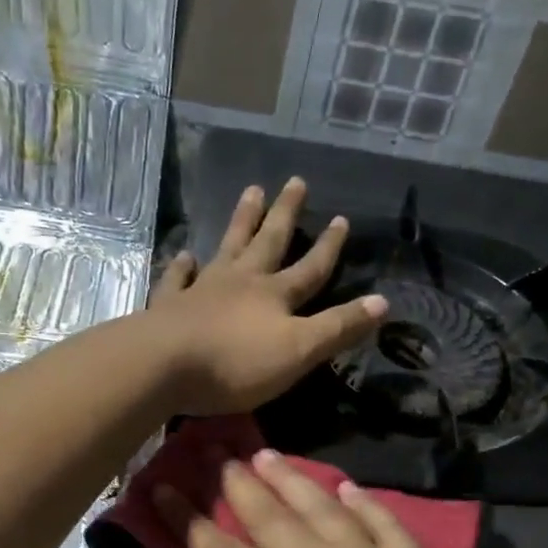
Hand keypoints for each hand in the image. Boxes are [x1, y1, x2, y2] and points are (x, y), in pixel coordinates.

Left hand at [148, 179, 386, 415]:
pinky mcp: (170, 305)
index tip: (341, 218)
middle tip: (294, 181)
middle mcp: (242, 282)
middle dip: (285, 214)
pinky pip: (178, 278)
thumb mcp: (299, 351)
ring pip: (227, 248)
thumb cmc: (237, 363)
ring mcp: (203, 289)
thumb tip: (384, 302)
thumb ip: (338, 328)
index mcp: (275, 296)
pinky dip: (183, 265)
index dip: (328, 246)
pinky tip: (185, 254)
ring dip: (241, 221)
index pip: (311, 268)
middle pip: (268, 242)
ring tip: (250, 191)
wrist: (163, 366)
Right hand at [154, 450, 531, 547]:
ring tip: (267, 454)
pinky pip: (383, 524)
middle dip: (237, 485)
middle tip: (213, 450)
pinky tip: (348, 488)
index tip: (161, 486)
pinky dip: (363, 503)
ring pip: (323, 509)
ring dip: (292, 480)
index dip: (187, 521)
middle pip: (271, 518)